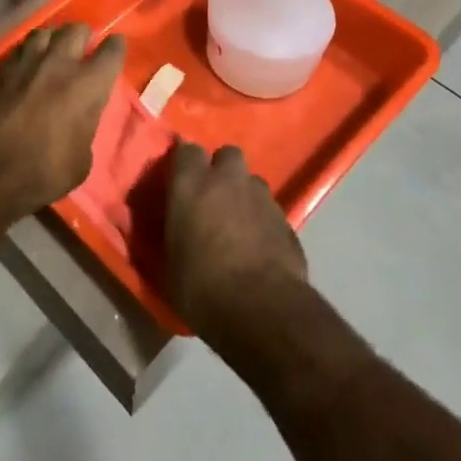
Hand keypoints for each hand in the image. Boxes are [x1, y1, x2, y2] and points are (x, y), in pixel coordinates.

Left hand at [0, 24, 125, 224]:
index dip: (116, 46)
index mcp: (89, 84)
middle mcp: (60, 63)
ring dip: (54, 38)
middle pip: (77, 30)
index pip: (112, 50)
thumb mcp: (82, 159)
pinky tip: (27, 62)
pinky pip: (21, 48)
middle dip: (83, 35)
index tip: (115, 47)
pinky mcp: (2, 68)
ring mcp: (28, 61)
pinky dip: (29, 51)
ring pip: (46, 32)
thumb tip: (80, 119)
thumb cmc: (45, 172)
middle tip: (83, 47)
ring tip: (54, 49)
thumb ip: (86, 126)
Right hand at [166, 141, 307, 350]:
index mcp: (191, 185)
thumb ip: (175, 234)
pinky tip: (260, 248)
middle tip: (213, 198)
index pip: (186, 150)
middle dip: (221, 170)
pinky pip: (271, 210)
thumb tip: (178, 232)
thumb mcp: (172, 263)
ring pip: (252, 182)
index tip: (180, 181)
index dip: (185, 163)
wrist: (262, 310)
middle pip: (227, 155)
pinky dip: (264, 222)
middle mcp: (228, 180)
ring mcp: (262, 197)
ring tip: (238, 225)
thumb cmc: (202, 288)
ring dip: (244, 196)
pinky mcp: (288, 220)